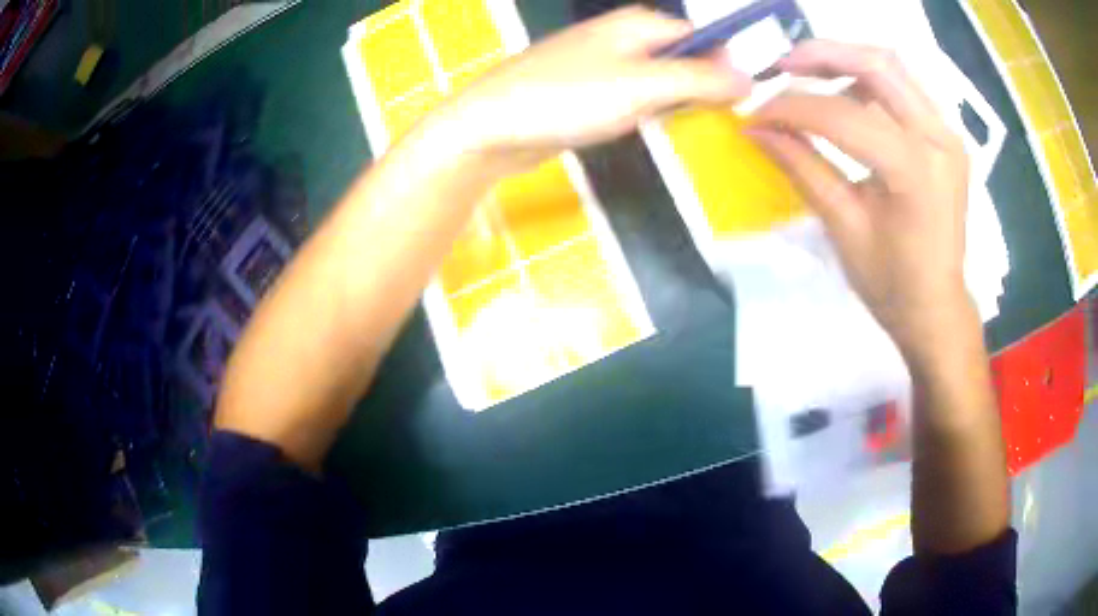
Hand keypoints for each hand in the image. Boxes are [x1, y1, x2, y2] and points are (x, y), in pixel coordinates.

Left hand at [438, 7, 750, 166]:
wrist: (490, 127)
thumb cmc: (567, 98)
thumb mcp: (644, 87)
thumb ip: (700, 79)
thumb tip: (750, 76)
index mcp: (641, 23)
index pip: (705, 37)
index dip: (726, 67)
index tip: (738, 102)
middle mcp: (624, 35)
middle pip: (684, 58)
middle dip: (698, 89)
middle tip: (697, 119)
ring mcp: (603, 62)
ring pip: (660, 80)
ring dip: (671, 104)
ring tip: (662, 124)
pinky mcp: (588, 89)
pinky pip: (633, 96)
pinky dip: (644, 113)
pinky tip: (636, 127)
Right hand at [748, 40, 972, 360]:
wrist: (937, 308)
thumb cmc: (892, 284)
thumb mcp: (843, 228)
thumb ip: (802, 167)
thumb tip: (756, 128)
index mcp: (915, 171)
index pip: (843, 116)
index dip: (792, 109)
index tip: (755, 114)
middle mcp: (939, 139)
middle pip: (877, 64)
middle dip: (821, 55)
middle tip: (780, 67)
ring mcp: (948, 133)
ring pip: (892, 66)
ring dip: (845, 60)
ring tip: (807, 76)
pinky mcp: (946, 135)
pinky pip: (904, 86)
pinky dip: (869, 79)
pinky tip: (846, 95)